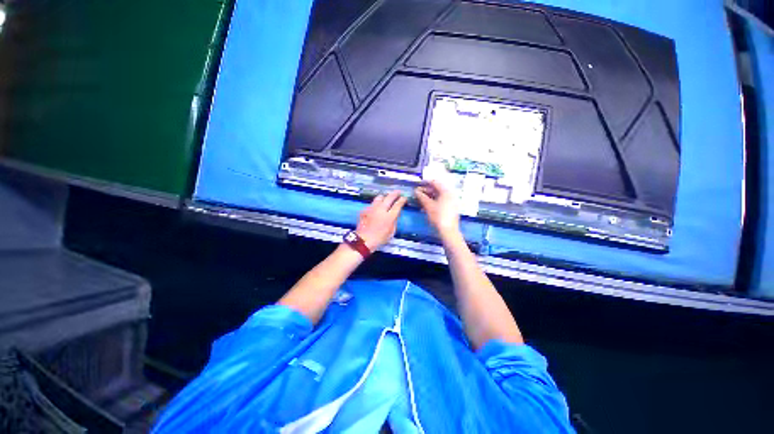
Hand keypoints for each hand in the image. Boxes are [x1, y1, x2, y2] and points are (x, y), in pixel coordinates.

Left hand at [356, 191, 406, 249]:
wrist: (363, 240)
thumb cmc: (379, 238)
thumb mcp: (391, 232)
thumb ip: (394, 221)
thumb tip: (396, 214)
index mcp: (389, 216)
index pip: (398, 205)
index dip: (402, 200)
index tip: (404, 198)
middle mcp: (381, 209)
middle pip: (389, 197)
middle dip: (395, 193)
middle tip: (398, 192)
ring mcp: (372, 208)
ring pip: (379, 197)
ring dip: (385, 196)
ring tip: (387, 197)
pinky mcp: (365, 209)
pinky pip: (372, 203)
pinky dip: (376, 204)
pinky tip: (376, 207)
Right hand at [414, 180, 459, 236]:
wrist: (448, 231)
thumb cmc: (438, 216)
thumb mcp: (428, 206)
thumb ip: (421, 197)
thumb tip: (416, 191)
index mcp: (446, 192)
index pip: (435, 183)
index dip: (425, 183)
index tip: (417, 184)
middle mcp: (450, 194)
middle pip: (437, 189)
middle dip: (426, 190)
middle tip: (417, 193)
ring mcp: (452, 202)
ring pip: (439, 196)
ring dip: (429, 196)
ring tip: (420, 199)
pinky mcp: (451, 208)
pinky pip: (441, 201)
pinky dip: (433, 201)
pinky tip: (426, 205)